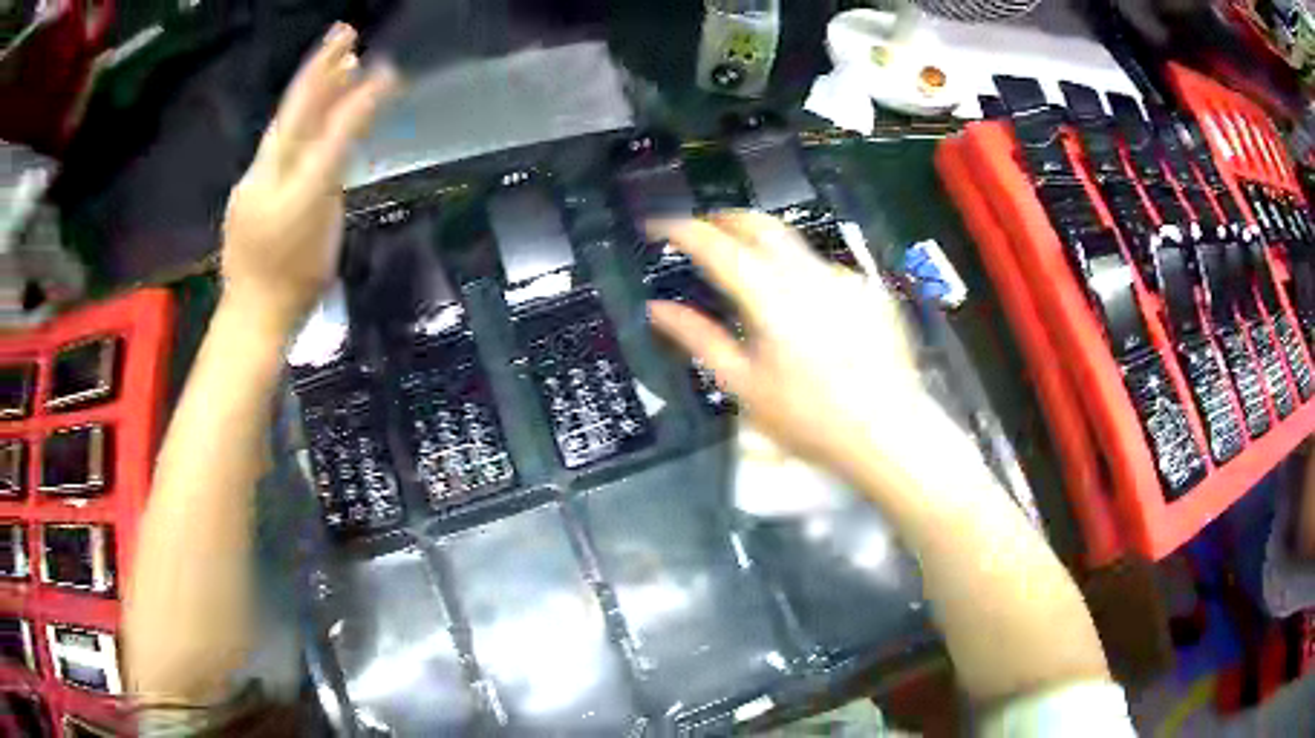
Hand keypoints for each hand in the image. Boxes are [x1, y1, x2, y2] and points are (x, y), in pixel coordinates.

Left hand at [220, 23, 396, 334]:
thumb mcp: (326, 230)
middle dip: (321, 70)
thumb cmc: (296, 283)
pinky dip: (297, 120)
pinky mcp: (246, 190)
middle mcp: (266, 173)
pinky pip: (276, 144)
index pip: (328, 129)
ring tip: (338, 61)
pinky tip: (311, 110)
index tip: (387, 70)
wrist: (252, 317)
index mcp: (292, 186)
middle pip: (294, 114)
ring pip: (284, 126)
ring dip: (311, 90)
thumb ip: (334, 178)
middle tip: (345, 33)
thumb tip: (337, 142)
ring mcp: (252, 180)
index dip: (358, 98)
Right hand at [649, 213, 931, 475]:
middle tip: (701, 230)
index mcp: (771, 297)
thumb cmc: (809, 420)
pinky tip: (805, 310)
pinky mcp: (871, 291)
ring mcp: (846, 278)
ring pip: (795, 244)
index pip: (717, 245)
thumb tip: (657, 309)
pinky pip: (826, 270)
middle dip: (725, 219)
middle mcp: (809, 274)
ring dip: (764, 247)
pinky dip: (802, 275)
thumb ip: (699, 339)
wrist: (889, 433)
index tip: (658, 226)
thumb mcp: (744, 385)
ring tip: (748, 271)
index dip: (681, 229)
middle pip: (761, 224)